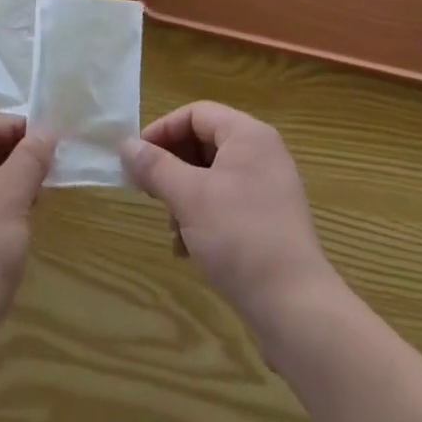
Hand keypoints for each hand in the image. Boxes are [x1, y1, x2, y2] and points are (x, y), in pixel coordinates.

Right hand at [123, 102, 339, 328]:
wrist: (295, 308)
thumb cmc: (239, 237)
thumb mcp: (188, 197)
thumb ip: (155, 166)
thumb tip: (125, 145)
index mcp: (248, 135)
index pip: (196, 113)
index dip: (163, 130)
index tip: (136, 158)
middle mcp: (262, 154)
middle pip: (204, 143)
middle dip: (172, 168)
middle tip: (149, 193)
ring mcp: (269, 188)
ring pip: (212, 177)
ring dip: (184, 198)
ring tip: (172, 230)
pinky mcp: (270, 221)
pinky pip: (227, 203)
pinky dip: (203, 218)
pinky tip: (188, 250)